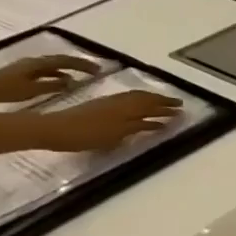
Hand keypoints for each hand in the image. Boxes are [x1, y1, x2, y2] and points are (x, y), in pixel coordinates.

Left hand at [0, 54, 98, 104]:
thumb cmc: (5, 90)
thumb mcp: (32, 89)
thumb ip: (52, 85)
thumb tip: (71, 81)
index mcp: (37, 64)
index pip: (65, 61)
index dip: (82, 64)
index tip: (98, 70)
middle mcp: (34, 62)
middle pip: (60, 60)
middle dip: (78, 64)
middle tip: (95, 70)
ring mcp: (28, 67)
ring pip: (54, 64)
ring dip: (69, 68)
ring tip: (82, 75)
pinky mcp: (23, 73)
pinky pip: (47, 70)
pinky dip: (58, 73)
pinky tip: (62, 80)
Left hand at [35, 91, 182, 150]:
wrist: (54, 130)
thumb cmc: (85, 136)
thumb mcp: (116, 135)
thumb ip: (137, 127)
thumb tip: (156, 122)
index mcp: (124, 110)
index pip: (150, 106)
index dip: (166, 107)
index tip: (182, 109)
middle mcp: (118, 103)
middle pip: (144, 99)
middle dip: (162, 101)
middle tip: (178, 104)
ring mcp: (107, 104)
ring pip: (134, 98)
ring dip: (150, 100)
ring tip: (162, 104)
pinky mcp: (99, 107)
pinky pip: (125, 100)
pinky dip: (137, 102)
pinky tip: (138, 107)